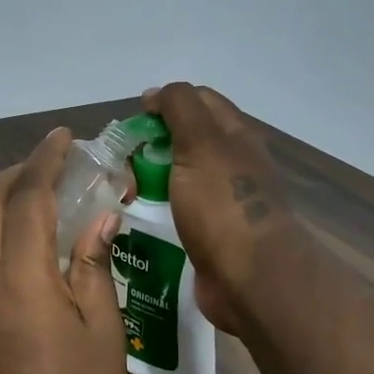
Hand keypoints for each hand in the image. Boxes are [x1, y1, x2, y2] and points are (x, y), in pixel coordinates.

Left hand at [0, 128, 129, 373]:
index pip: (27, 198)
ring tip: (27, 197)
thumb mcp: (103, 333)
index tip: (62, 137)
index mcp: (21, 277)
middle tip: (47, 164)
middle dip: (15, 174)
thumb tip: (99, 219)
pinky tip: (9, 245)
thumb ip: (93, 267)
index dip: (45, 161)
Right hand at [143, 83, 299, 333]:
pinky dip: (160, 206)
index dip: (166, 102)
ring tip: (124, 187)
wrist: (250, 278)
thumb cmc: (223, 205)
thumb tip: (156, 94)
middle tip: (123, 158)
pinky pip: (180, 209)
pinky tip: (139, 214)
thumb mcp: (200, 143)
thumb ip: (179, 109)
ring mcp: (225, 200)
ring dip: (154, 175)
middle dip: (155, 141)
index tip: (134, 120)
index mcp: (236, 136)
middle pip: (189, 138)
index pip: (199, 100)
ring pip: (182, 175)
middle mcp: (234, 163)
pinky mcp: (213, 232)